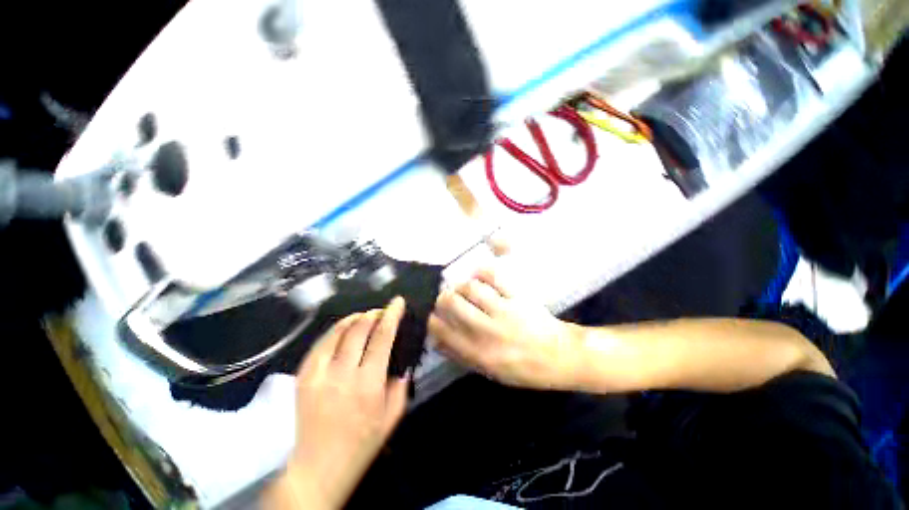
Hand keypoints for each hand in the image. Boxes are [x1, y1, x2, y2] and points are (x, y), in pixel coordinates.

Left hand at [267, 297, 409, 509]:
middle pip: (359, 328)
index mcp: (369, 383)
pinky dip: (335, 330)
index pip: (382, 337)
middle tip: (381, 311)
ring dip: (355, 318)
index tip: (398, 301)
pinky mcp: (303, 376)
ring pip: (338, 331)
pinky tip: (343, 329)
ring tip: (365, 316)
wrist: (318, 468)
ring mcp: (319, 373)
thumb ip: (401, 385)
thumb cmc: (361, 444)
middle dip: (374, 313)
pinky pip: (320, 343)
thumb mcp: (392, 417)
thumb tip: (402, 361)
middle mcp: (343, 374)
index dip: (392, 315)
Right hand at [429, 269, 581, 389]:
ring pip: (470, 288)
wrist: (559, 357)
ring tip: (465, 289)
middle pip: (452, 303)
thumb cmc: (523, 368)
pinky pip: (495, 277)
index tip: (433, 315)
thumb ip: (462, 356)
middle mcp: (487, 331)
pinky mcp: (518, 297)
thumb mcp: (489, 372)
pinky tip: (480, 276)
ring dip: (462, 285)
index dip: (432, 319)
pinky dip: (483, 272)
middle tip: (447, 298)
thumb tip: (436, 340)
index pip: (442, 330)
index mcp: (478, 353)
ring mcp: (503, 311)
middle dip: (443, 298)